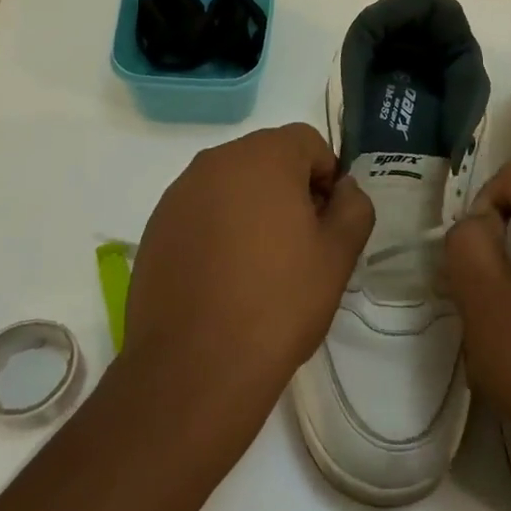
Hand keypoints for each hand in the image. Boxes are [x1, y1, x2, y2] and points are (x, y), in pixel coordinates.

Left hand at [121, 124, 372, 451]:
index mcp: (263, 156)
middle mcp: (215, 161)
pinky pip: (201, 211)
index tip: (327, 223)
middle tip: (299, 245)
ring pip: (232, 185)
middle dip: (289, 190)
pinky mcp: (155, 227)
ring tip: (260, 265)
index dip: (327, 177)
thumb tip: (343, 189)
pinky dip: (218, 229)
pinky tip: (223, 278)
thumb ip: (354, 206)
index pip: (307, 142)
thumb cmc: (278, 302)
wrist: (194, 368)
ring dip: (252, 208)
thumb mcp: (339, 255)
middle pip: (267, 158)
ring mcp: (179, 193)